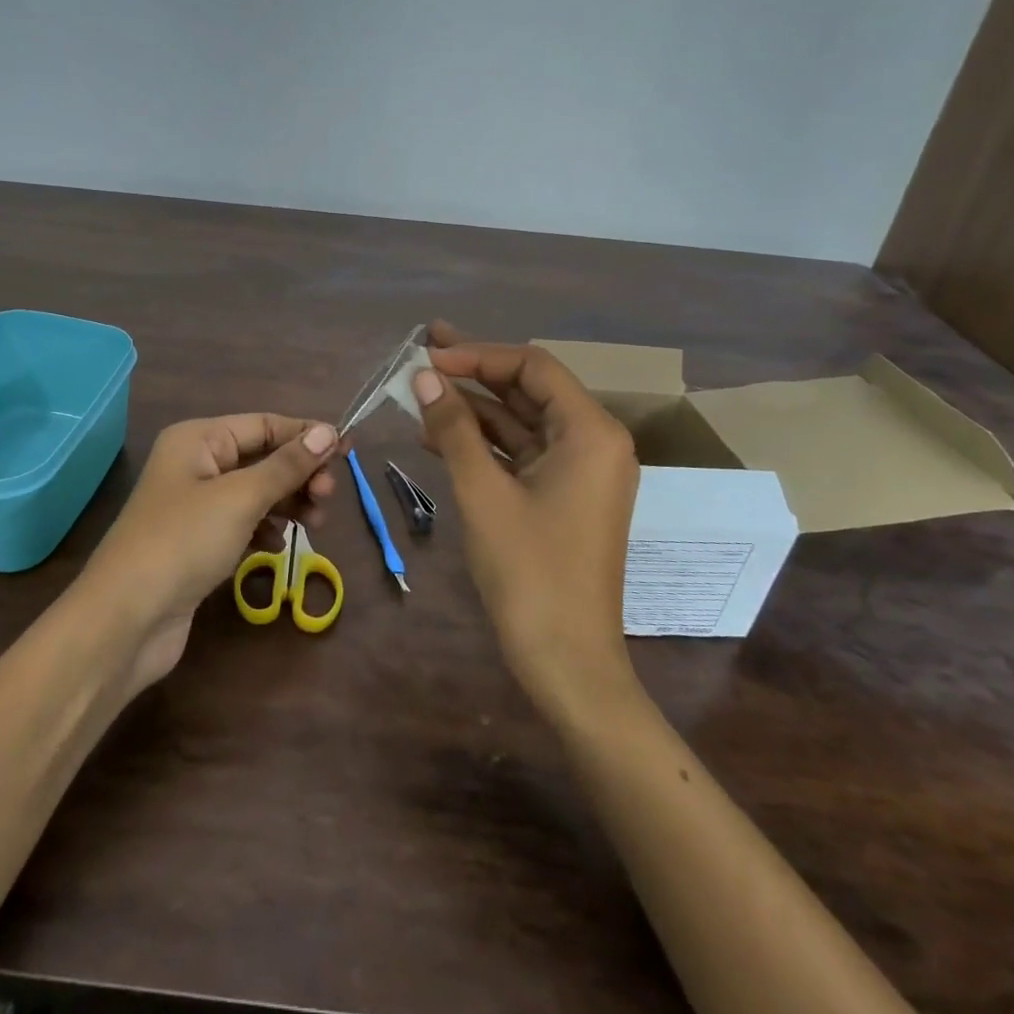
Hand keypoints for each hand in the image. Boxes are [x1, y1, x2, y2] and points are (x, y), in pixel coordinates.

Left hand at [81, 414, 337, 692]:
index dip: (306, 435)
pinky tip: (278, 544)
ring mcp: (195, 505)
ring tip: (314, 523)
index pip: (264, 424)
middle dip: (298, 473)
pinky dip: (265, 528)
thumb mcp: (241, 497)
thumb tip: (328, 431)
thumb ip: (287, 465)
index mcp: (198, 439)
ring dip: (287, 502)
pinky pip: (243, 522)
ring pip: (256, 492)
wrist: (126, 619)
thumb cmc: (184, 541)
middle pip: (262, 457)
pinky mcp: (198, 542)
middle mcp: (195, 464)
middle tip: (327, 497)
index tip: (348, 451)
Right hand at [411, 320, 642, 721]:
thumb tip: (423, 376)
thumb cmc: (530, 572)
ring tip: (420, 392)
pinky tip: (437, 435)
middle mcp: (593, 442)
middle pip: (528, 389)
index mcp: (590, 432)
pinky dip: (482, 442)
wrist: (567, 662)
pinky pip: (520, 453)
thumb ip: (454, 428)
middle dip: (474, 371)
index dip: (478, 355)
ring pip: (520, 421)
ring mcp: (579, 471)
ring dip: (472, 408)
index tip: (428, 356)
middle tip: (424, 351)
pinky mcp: (562, 496)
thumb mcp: (484, 493)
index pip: (532, 367)